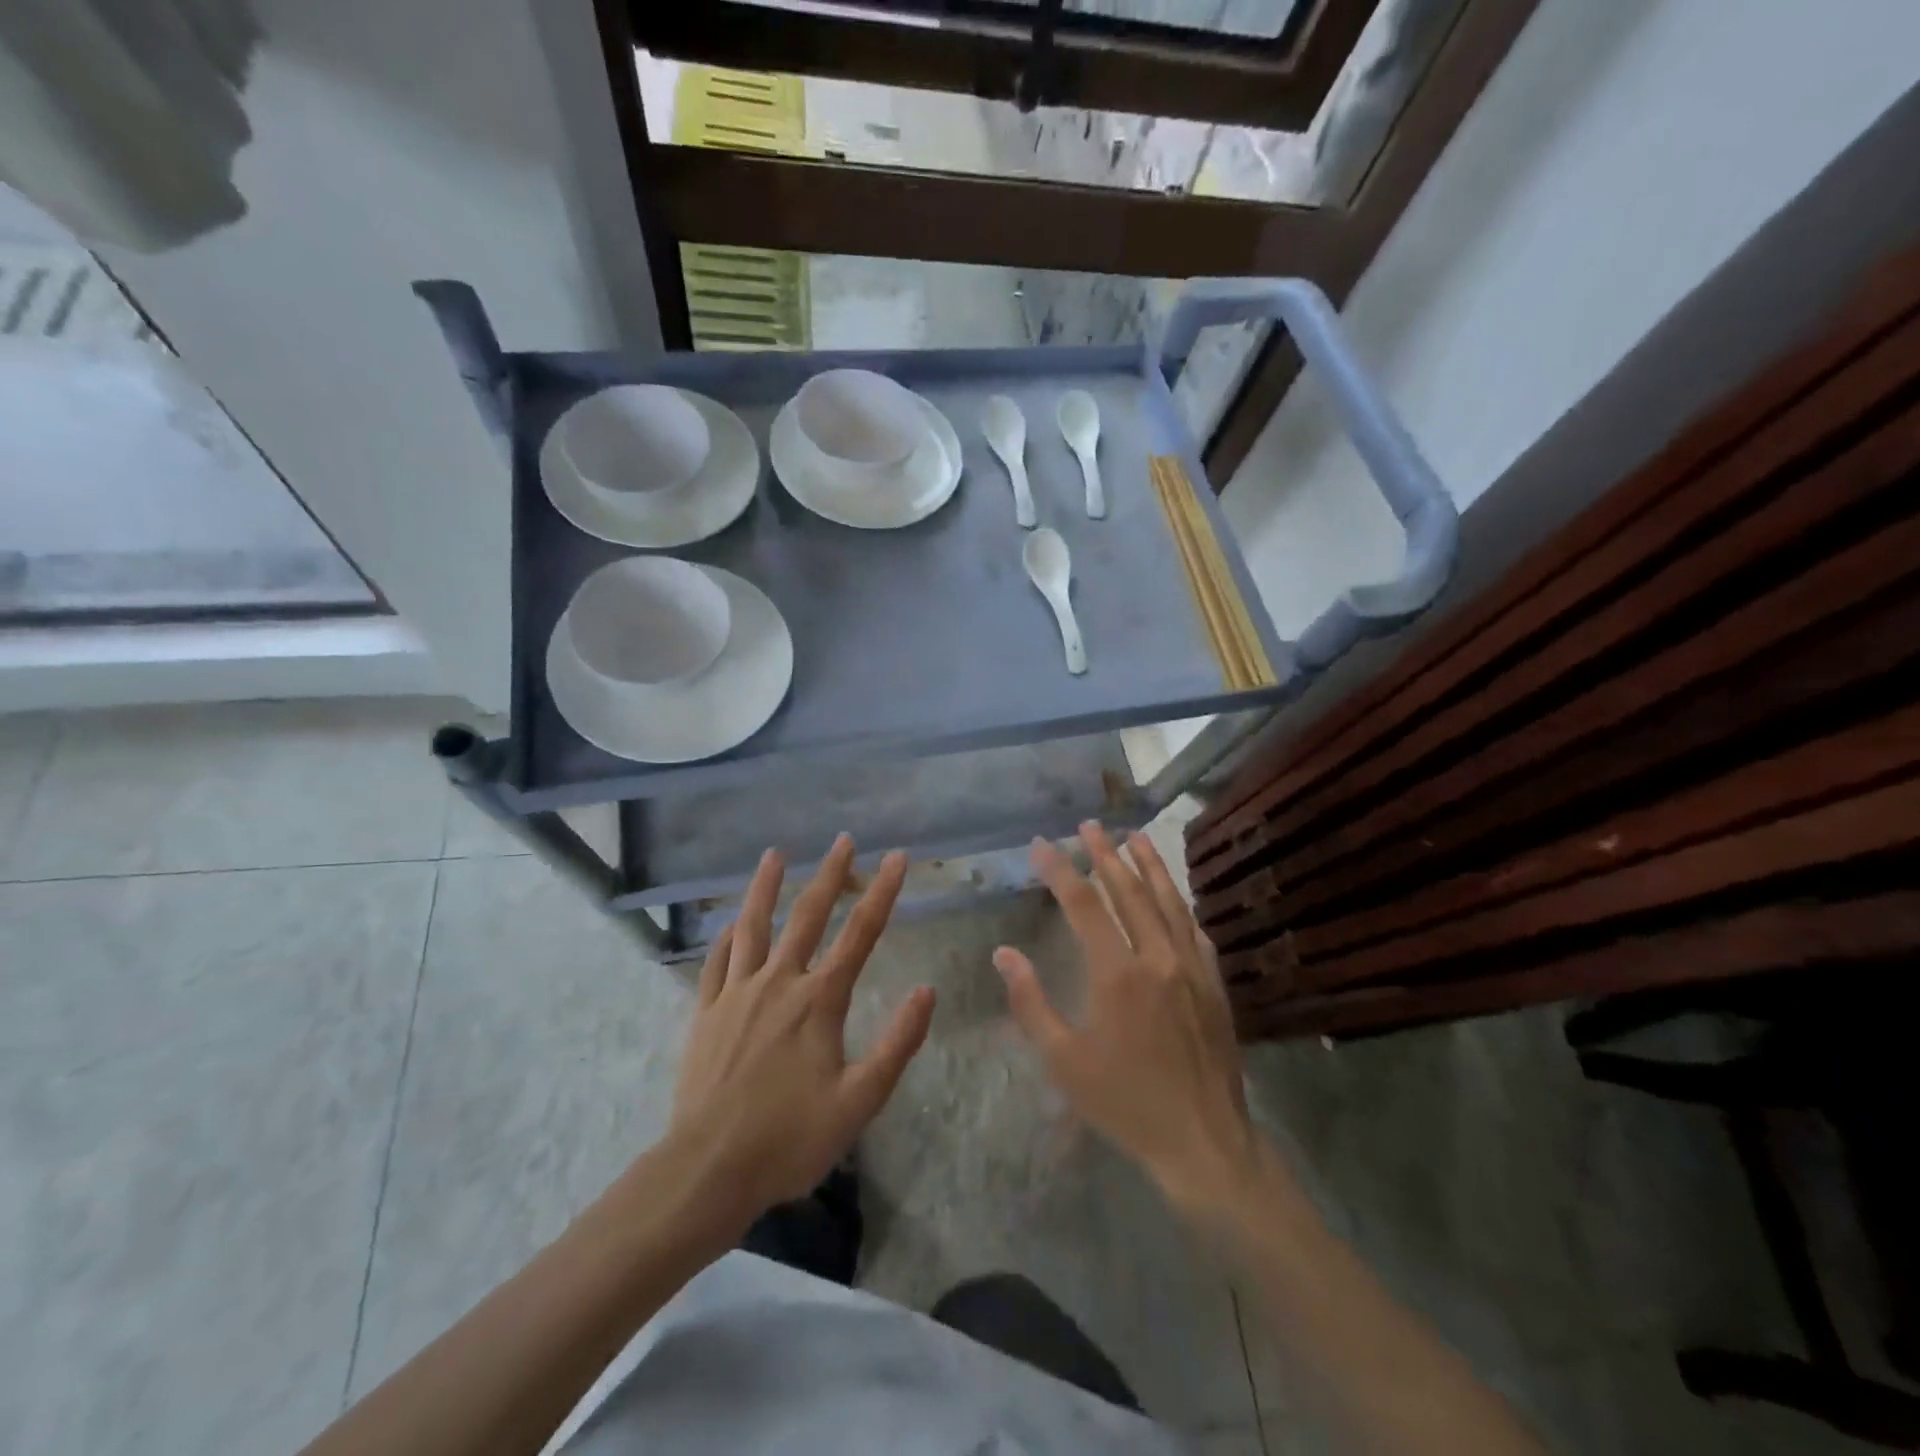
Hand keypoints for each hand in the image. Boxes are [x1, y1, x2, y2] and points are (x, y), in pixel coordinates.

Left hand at [668, 835, 934, 1231]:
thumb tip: (927, 991)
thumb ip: (897, 1044)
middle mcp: (779, 982)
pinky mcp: (707, 1011)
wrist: (708, 1169)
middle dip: (830, 875)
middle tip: (844, 840)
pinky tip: (731, 922)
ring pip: (753, 926)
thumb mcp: (859, 1101)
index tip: (898, 858)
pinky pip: (718, 961)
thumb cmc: (790, 1138)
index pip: (860, 934)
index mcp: (819, 1000)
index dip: (882, 893)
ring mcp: (737, 993)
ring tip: (774, 854)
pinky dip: (727, 936)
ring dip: (766, 887)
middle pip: (808, 916)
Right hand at [995, 823, 1255, 1210]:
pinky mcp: (1214, 983)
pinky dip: (1179, 902)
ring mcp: (1192, 967)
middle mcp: (1157, 957)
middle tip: (1090, 825)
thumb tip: (1005, 953)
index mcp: (1118, 973)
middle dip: (1106, 854)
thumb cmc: (1125, 1102)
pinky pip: (1195, 929)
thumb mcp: (1064, 1060)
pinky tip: (1173, 893)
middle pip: (1130, 891)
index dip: (1061, 870)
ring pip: (1168, 901)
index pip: (1085, 905)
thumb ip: (1031, 1002)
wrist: (1204, 1141)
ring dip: (1149, 865)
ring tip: (1135, 835)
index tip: (1042, 845)